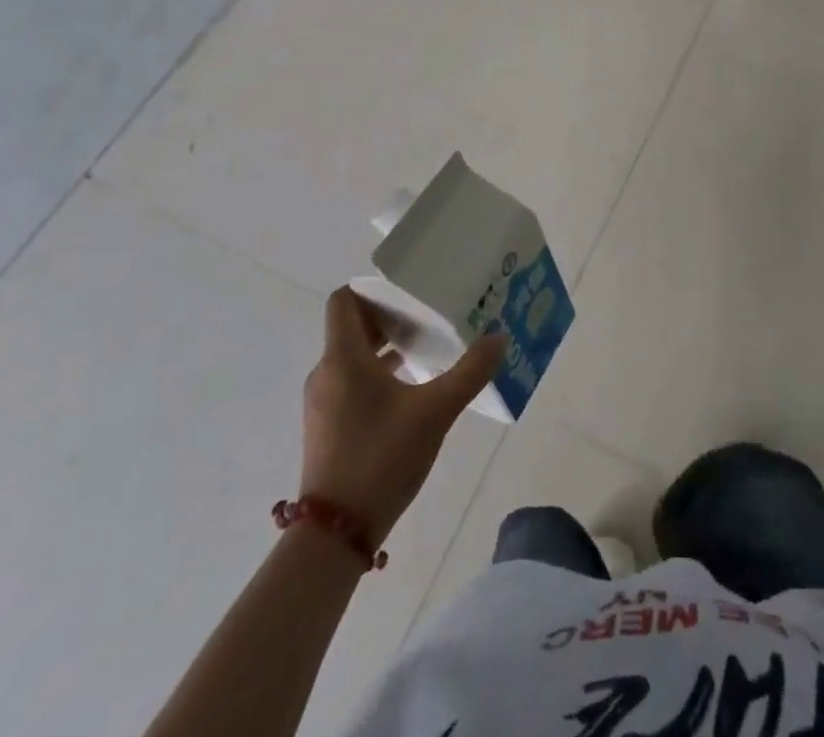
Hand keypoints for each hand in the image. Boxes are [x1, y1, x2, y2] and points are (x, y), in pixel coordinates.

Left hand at [300, 287, 507, 540]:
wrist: (335, 536)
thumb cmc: (381, 459)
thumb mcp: (435, 412)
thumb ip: (470, 372)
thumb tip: (499, 337)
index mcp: (343, 358)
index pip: (345, 300)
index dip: (375, 288)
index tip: (411, 290)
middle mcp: (326, 372)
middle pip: (353, 325)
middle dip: (391, 316)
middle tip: (431, 313)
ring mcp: (323, 402)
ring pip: (353, 355)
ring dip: (386, 345)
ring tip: (428, 346)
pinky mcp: (327, 426)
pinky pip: (351, 380)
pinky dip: (378, 372)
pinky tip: (413, 386)